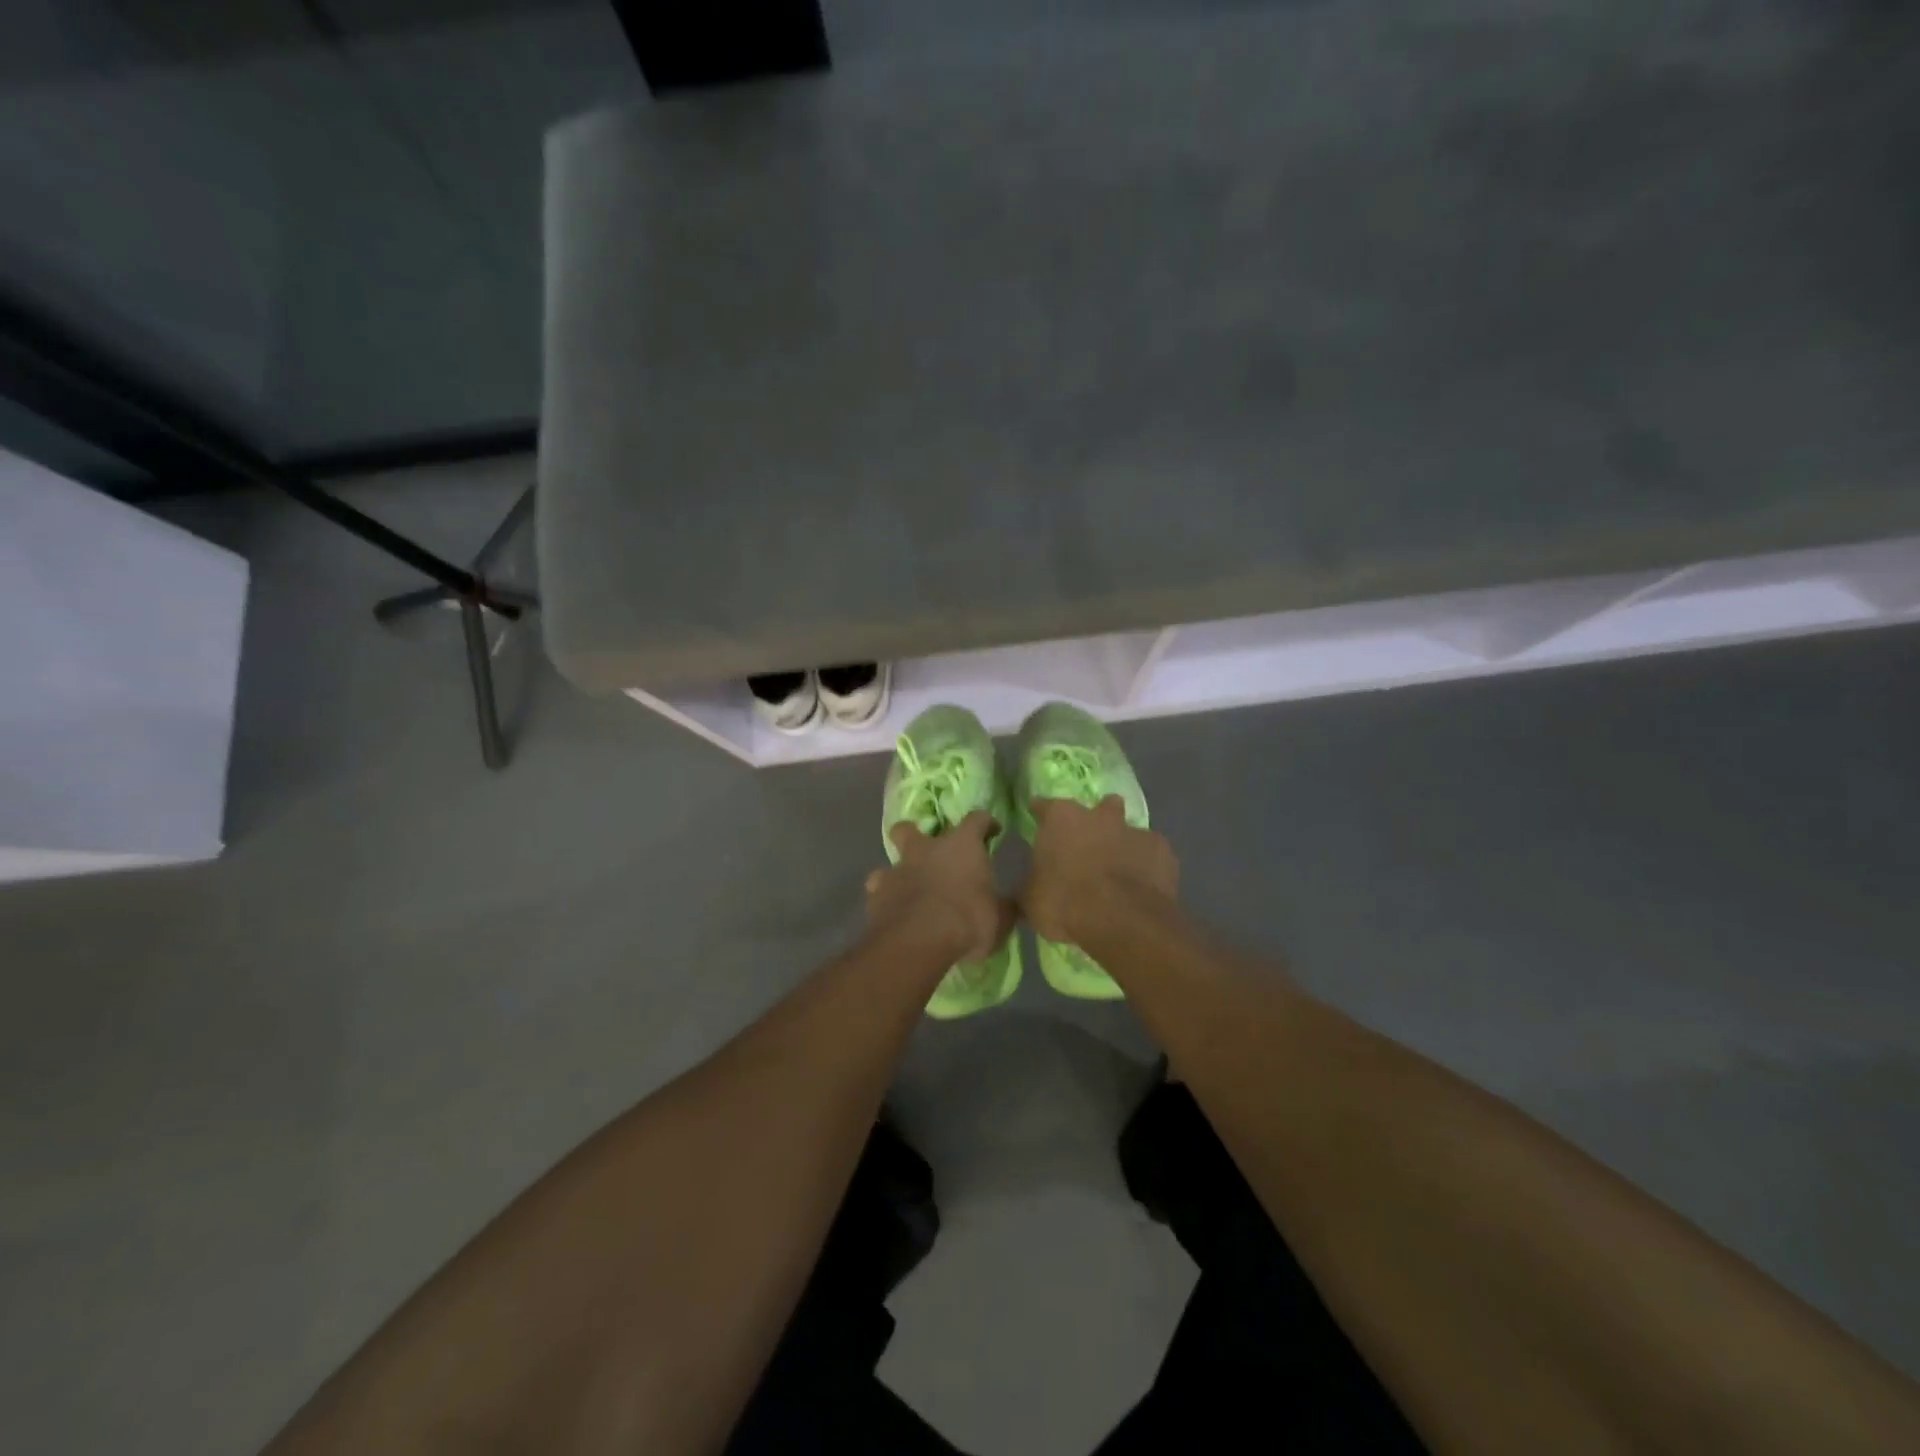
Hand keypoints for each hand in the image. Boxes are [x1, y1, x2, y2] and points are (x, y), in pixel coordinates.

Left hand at [866, 810, 1016, 963]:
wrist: (918, 942)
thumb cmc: (968, 921)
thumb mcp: (1001, 918)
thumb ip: (1004, 907)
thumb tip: (1011, 905)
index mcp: (962, 846)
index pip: (977, 819)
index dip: (986, 823)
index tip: (992, 832)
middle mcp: (926, 850)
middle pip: (911, 828)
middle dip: (916, 835)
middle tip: (929, 852)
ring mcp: (897, 870)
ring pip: (890, 861)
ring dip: (899, 873)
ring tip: (909, 891)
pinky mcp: (875, 895)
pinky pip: (878, 892)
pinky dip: (885, 899)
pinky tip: (893, 913)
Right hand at [1022, 796, 1178, 947]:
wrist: (1122, 921)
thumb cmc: (1065, 903)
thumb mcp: (1030, 901)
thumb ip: (1028, 888)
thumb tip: (1024, 893)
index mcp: (1061, 819)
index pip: (1044, 806)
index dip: (1040, 815)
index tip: (1037, 822)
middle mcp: (1099, 816)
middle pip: (1098, 807)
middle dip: (1095, 821)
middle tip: (1088, 846)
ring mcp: (1136, 831)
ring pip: (1129, 829)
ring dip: (1123, 844)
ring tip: (1119, 871)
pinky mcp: (1164, 852)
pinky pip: (1153, 854)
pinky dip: (1147, 866)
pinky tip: (1142, 886)